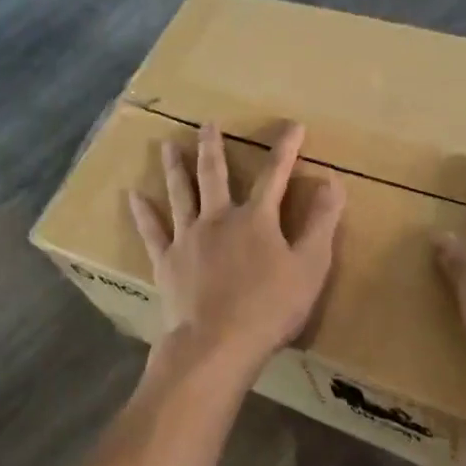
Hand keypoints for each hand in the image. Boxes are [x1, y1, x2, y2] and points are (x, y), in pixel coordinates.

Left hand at [129, 122, 344, 375]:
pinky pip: (152, 231)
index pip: (275, 174)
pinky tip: (132, 195)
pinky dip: (143, 212)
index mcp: (256, 219)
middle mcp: (218, 218)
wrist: (217, 343)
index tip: (293, 125)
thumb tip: (333, 181)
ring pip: (180, 193)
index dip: (286, 149)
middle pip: (214, 174)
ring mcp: (188, 238)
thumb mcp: (310, 266)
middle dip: (213, 146)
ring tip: (166, 144)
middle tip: (207, 123)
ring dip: (174, 167)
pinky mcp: (167, 261)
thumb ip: (321, 223)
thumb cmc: (270, 308)